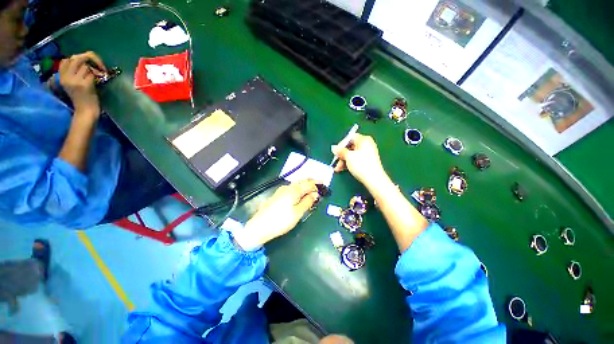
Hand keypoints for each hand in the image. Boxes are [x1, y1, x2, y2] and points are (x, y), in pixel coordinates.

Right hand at [58, 51, 105, 116]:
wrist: (86, 111)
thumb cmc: (82, 98)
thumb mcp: (72, 83)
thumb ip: (73, 72)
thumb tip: (83, 60)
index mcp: (61, 77)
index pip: (65, 60)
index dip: (76, 57)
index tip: (86, 61)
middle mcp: (66, 78)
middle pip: (76, 58)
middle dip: (88, 59)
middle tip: (98, 65)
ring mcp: (75, 81)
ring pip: (85, 66)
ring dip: (93, 70)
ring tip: (96, 77)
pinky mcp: (85, 85)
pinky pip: (92, 74)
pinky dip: (97, 76)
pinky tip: (97, 82)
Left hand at [233, 180, 319, 250]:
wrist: (260, 226)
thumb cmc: (281, 220)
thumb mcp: (298, 213)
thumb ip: (307, 202)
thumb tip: (315, 194)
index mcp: (294, 190)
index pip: (308, 184)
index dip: (317, 185)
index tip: (324, 187)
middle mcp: (287, 187)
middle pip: (302, 181)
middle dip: (311, 182)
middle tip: (319, 185)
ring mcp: (281, 190)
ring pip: (296, 184)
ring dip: (305, 186)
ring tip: (311, 190)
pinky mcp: (277, 195)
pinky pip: (292, 189)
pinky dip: (299, 190)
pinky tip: (300, 195)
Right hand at [331, 133, 386, 188]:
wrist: (373, 179)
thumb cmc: (361, 165)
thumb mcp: (348, 157)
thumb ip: (340, 151)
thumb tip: (333, 147)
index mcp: (364, 140)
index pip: (350, 137)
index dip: (341, 144)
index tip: (336, 152)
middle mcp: (367, 144)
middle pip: (350, 146)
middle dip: (341, 155)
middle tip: (336, 161)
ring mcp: (368, 153)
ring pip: (352, 154)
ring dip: (344, 160)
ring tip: (338, 168)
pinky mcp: (368, 161)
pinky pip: (356, 159)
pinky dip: (349, 163)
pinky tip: (343, 169)